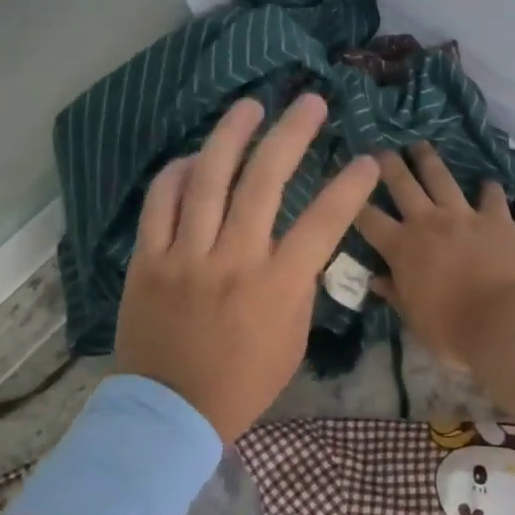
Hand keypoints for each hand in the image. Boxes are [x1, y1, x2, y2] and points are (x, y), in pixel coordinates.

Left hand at [115, 94, 380, 439]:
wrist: (170, 413)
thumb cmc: (243, 381)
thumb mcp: (293, 339)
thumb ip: (300, 284)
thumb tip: (301, 241)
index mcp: (276, 286)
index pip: (323, 222)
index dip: (350, 186)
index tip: (367, 158)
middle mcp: (232, 260)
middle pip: (264, 181)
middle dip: (291, 134)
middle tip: (309, 102)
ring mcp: (185, 256)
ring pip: (208, 179)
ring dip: (232, 135)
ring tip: (250, 106)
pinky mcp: (147, 259)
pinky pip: (160, 203)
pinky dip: (177, 174)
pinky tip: (194, 158)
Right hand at [356, 143, 514, 369]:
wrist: (505, 322)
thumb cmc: (452, 330)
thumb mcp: (414, 319)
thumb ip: (395, 294)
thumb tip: (375, 280)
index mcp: (402, 247)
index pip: (368, 219)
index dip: (352, 202)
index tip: (343, 186)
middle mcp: (428, 222)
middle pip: (402, 184)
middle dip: (387, 164)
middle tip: (379, 150)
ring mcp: (464, 216)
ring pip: (442, 178)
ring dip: (429, 160)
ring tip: (420, 145)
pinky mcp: (497, 218)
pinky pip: (491, 197)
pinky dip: (489, 189)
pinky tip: (488, 183)